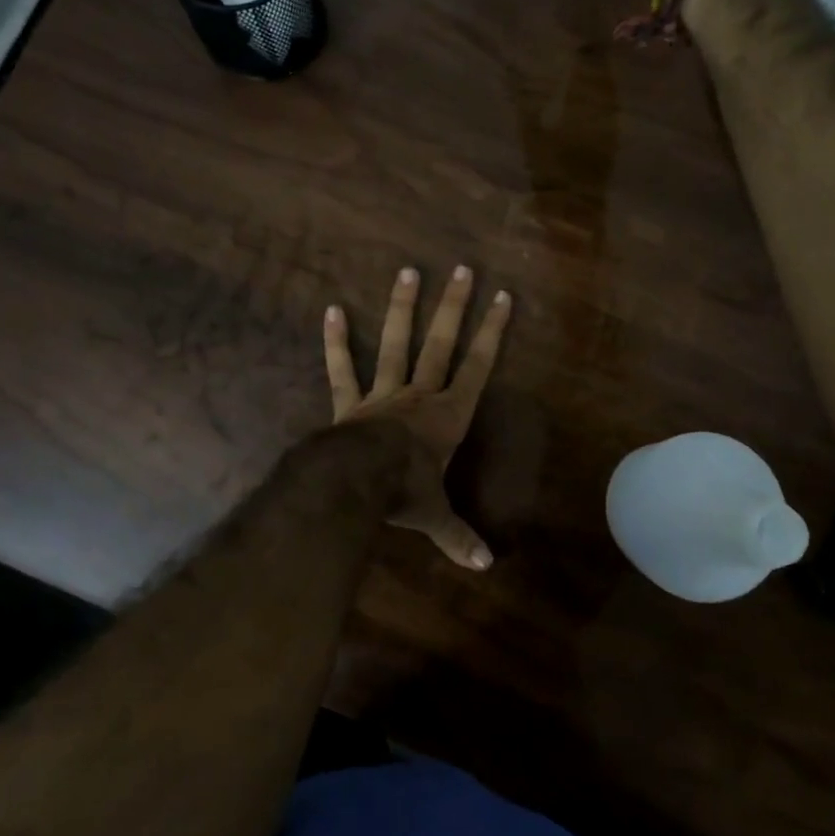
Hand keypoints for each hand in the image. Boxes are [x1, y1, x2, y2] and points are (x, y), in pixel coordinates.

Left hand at [323, 265, 511, 570]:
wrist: (356, 485)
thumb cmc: (404, 494)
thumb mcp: (435, 518)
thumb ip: (459, 538)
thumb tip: (485, 566)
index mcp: (447, 416)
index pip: (478, 367)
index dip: (492, 333)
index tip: (503, 297)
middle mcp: (419, 396)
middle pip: (440, 344)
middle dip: (453, 307)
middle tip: (462, 268)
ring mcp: (382, 394)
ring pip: (395, 344)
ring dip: (402, 308)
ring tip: (408, 271)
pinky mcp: (349, 402)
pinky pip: (341, 369)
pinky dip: (336, 341)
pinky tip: (331, 309)